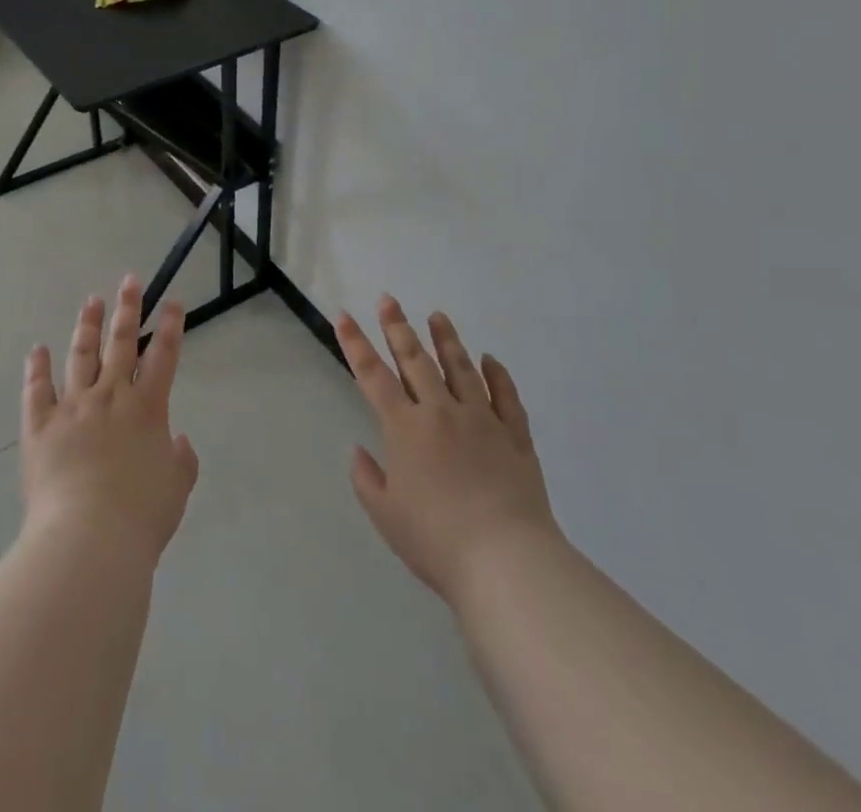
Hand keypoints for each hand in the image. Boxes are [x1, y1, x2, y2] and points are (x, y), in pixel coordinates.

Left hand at [21, 274, 200, 565]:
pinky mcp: (40, 426)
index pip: (163, 356)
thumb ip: (181, 461)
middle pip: (122, 343)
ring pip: (81, 355)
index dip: (171, 326)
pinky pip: (37, 390)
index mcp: (147, 408)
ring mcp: (73, 407)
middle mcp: (111, 397)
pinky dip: (37, 368)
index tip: (173, 301)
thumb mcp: (175, 489)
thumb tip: (177, 441)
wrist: (88, 539)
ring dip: (87, 326)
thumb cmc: (140, 516)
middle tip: (129, 281)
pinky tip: (38, 349)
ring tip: (92, 300)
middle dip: (128, 309)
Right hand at [337, 296, 558, 603]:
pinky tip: (490, 360)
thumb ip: (367, 479)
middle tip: (388, 299)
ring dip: (446, 340)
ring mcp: (481, 420)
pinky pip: (506, 396)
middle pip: (415, 360)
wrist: (505, 561)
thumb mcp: (386, 515)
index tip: (345, 315)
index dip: (356, 344)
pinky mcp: (515, 436)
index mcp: (404, 428)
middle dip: (397, 327)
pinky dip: (497, 375)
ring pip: (460, 368)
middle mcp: (440, 412)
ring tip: (437, 316)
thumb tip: (359, 450)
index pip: (372, 375)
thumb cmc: (436, 541)